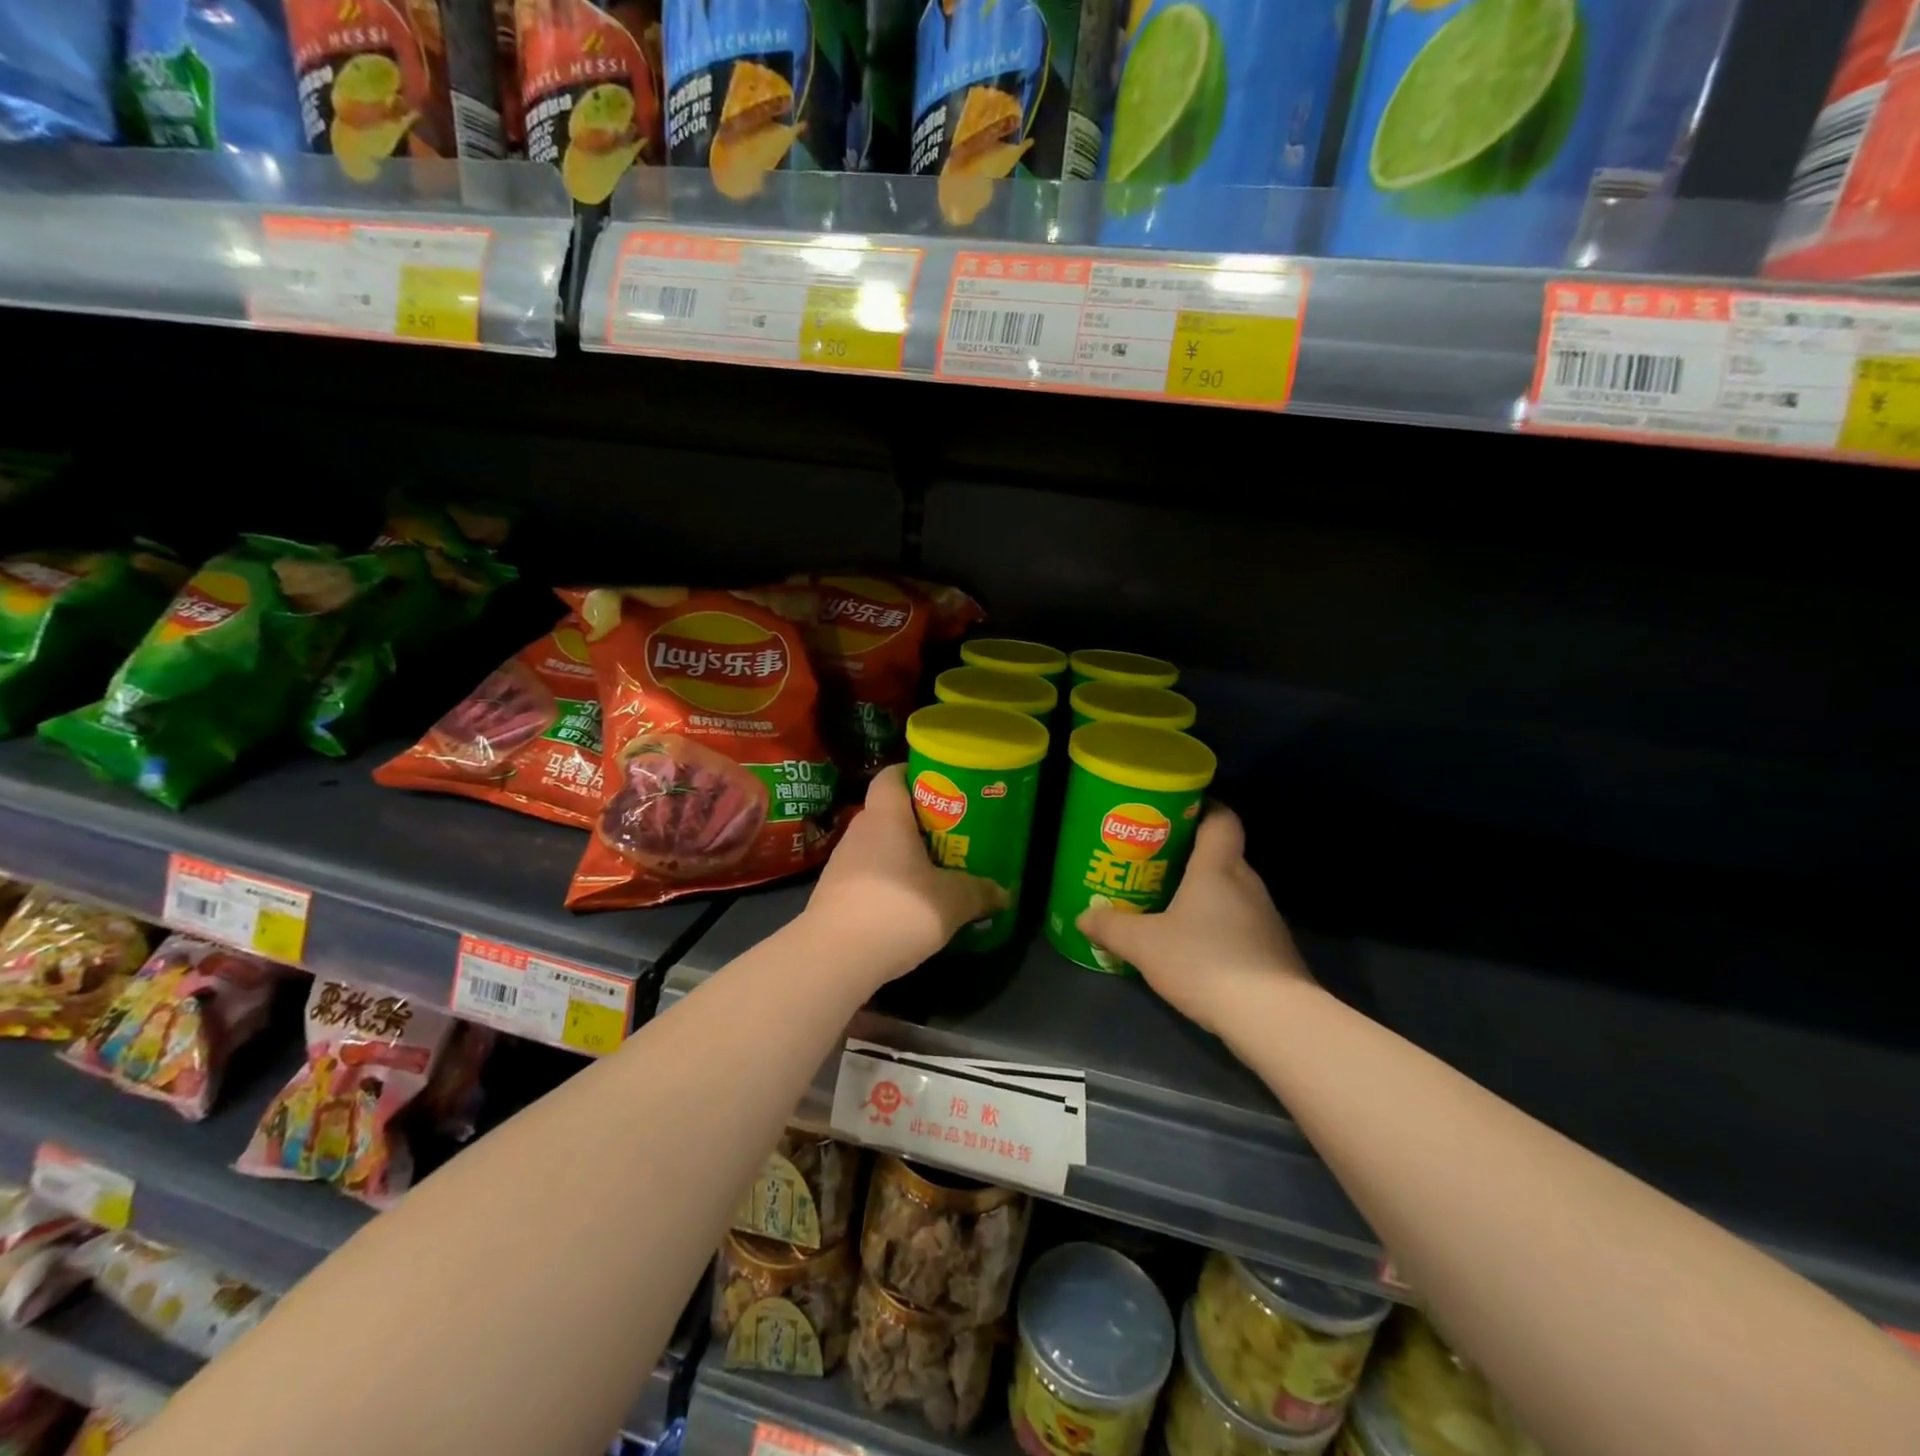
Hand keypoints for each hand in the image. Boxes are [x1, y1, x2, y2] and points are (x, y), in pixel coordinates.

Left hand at [805, 765, 1006, 977]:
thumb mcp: (952, 902)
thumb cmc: (896, 910)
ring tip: (934, 870)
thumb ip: (979, 892)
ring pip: (877, 846)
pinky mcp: (834, 895)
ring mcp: (841, 864)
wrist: (833, 958)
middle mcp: (859, 832)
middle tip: (951, 833)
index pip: (891, 776)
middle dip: (918, 821)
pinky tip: (908, 903)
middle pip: (888, 812)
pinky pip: (867, 875)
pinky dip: (888, 881)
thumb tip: (1004, 893)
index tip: (940, 786)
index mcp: (886, 818)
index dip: (912, 774)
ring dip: (902, 854)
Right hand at [1078, 805, 1312, 1035]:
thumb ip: (1111, 927)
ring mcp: (1265, 918)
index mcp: (1219, 867)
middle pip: (1221, 855)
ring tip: (1167, 906)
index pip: (1221, 818)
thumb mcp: (1145, 945)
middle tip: (1153, 863)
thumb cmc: (1205, 961)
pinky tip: (1194, 946)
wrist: (1272, 1017)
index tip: (1174, 813)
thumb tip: (1083, 916)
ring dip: (1203, 895)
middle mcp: (1247, 883)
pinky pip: (1239, 922)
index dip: (1202, 808)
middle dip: (1189, 857)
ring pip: (1230, 892)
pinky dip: (1217, 925)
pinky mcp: (1273, 950)